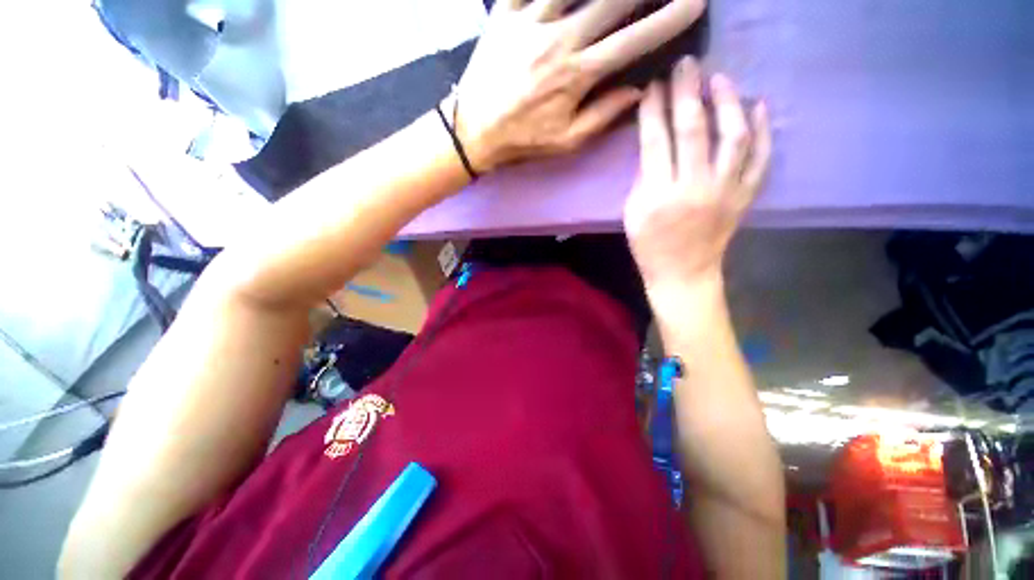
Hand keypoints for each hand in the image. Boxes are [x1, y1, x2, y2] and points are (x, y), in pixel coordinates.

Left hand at [455, 0, 705, 171]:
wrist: (475, 130)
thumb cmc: (523, 139)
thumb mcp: (566, 141)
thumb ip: (603, 116)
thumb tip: (639, 91)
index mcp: (577, 75)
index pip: (633, 41)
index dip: (668, 19)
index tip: (695, 3)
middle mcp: (559, 39)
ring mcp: (530, 21)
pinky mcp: (504, 14)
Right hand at [624, 58, 770, 291]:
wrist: (683, 272)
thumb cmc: (649, 245)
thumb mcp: (633, 213)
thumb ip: (644, 176)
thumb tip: (656, 143)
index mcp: (659, 195)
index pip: (655, 141)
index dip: (653, 110)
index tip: (653, 86)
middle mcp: (694, 187)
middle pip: (693, 129)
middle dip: (687, 92)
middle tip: (686, 65)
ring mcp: (725, 191)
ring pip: (733, 136)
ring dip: (727, 102)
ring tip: (720, 80)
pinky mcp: (745, 197)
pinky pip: (760, 159)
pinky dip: (762, 131)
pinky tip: (758, 106)